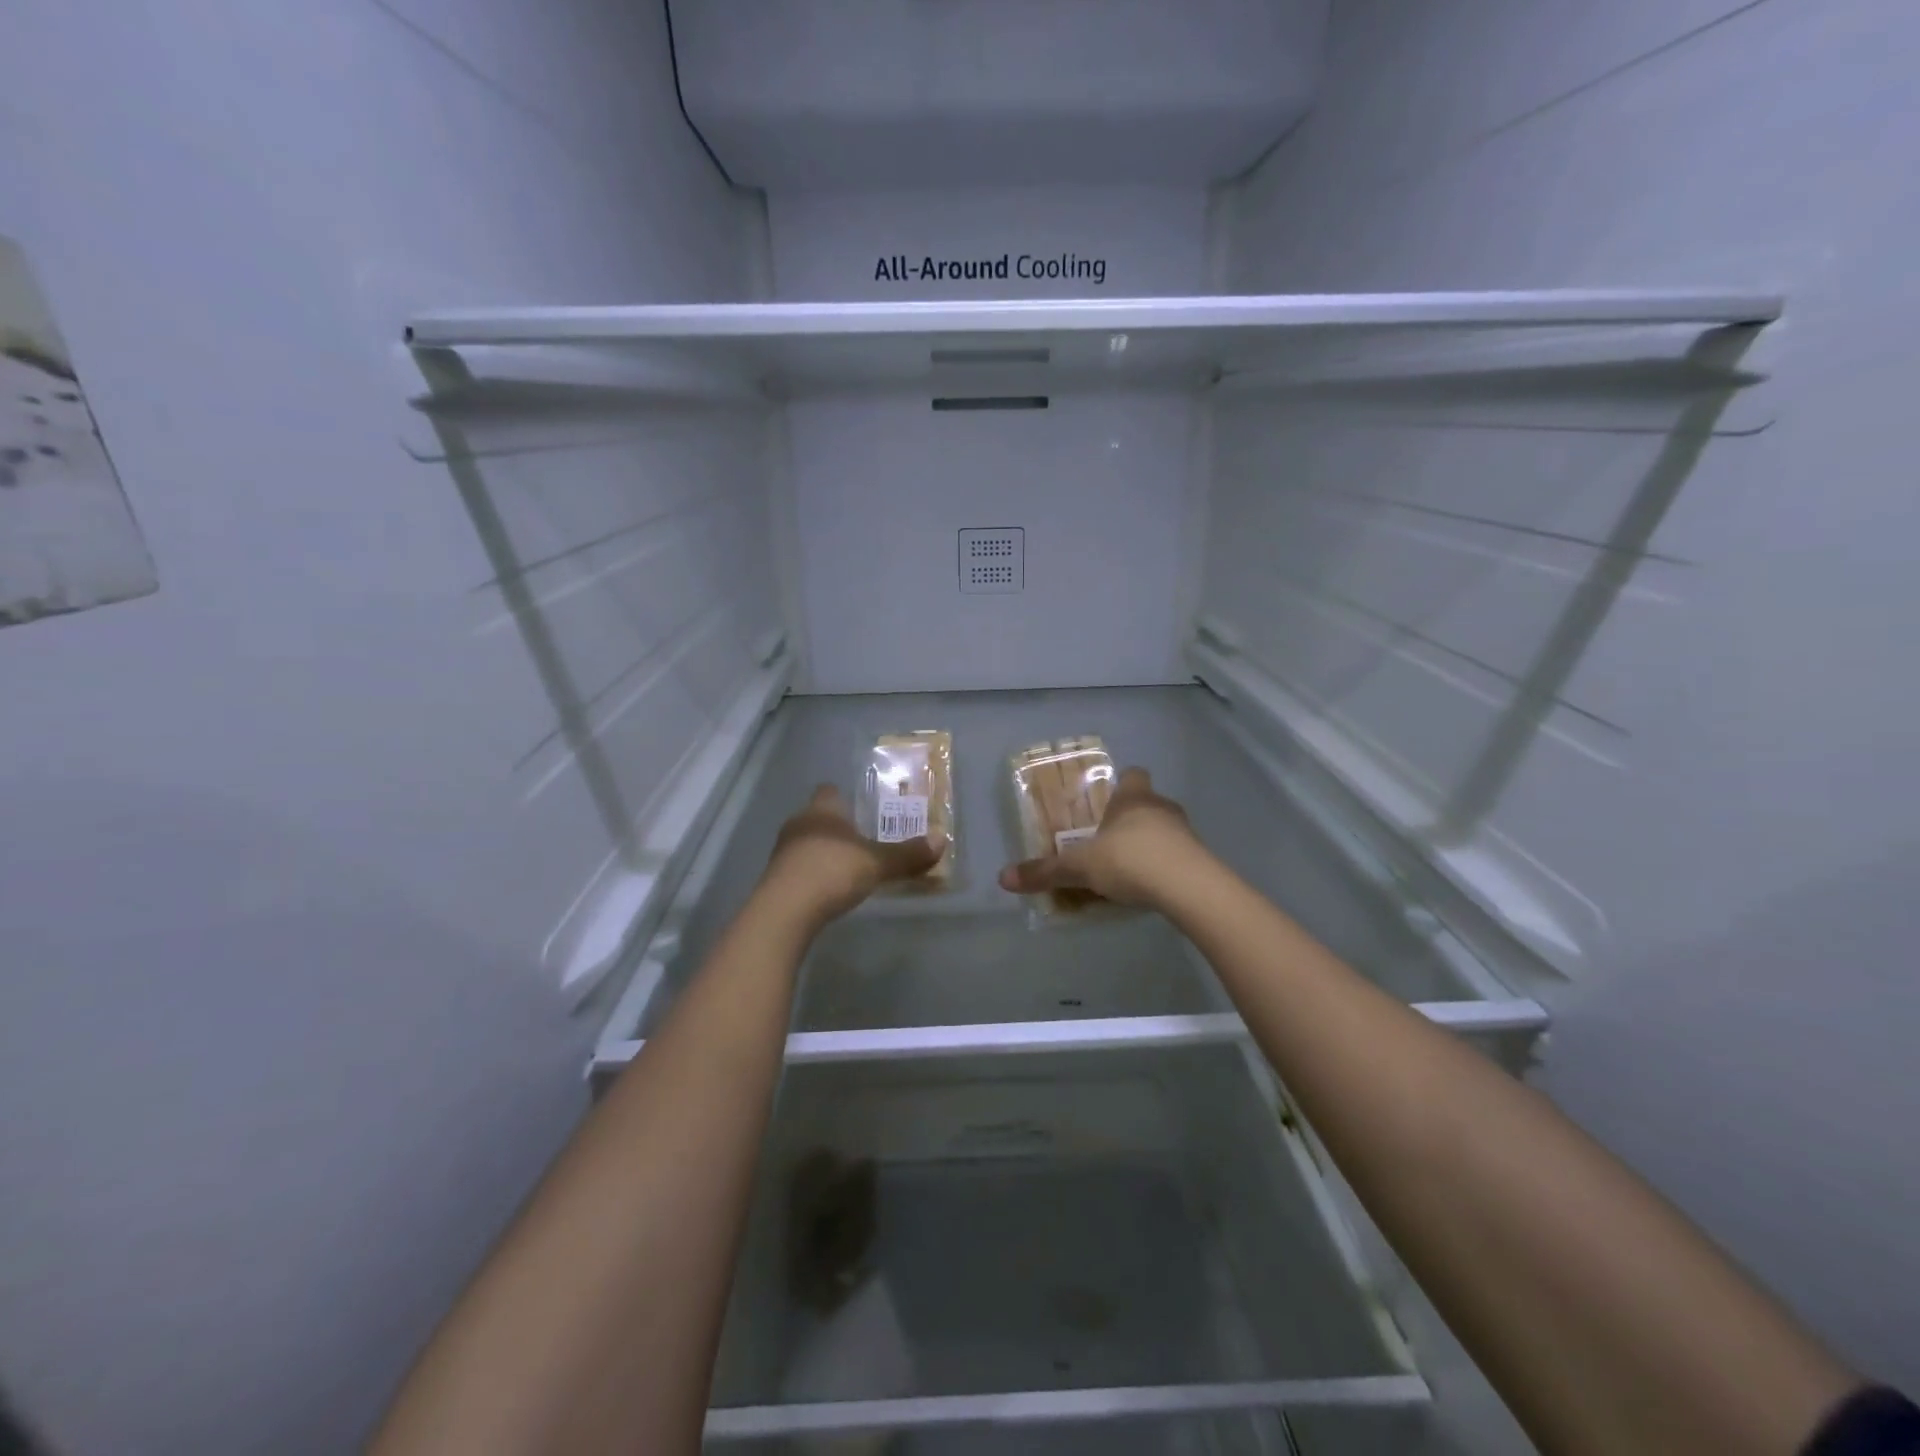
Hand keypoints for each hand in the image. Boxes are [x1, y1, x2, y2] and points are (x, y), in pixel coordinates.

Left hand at [761, 785, 947, 925]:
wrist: (784, 911)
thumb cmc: (832, 871)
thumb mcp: (877, 863)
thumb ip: (907, 854)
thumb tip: (941, 840)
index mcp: (822, 810)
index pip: (830, 791)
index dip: (846, 798)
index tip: (864, 810)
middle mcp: (799, 823)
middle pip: (819, 817)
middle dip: (839, 827)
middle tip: (864, 839)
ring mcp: (783, 851)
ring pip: (808, 842)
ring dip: (825, 852)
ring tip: (849, 867)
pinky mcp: (776, 878)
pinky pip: (799, 867)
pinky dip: (814, 874)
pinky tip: (829, 889)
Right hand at [997, 767, 1206, 909]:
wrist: (1188, 887)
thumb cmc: (1129, 860)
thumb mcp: (1081, 867)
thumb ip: (1046, 872)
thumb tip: (1003, 878)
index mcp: (1133, 798)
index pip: (1133, 775)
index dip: (1122, 785)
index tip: (1108, 802)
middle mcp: (1161, 807)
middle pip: (1148, 803)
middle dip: (1131, 818)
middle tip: (1110, 839)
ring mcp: (1185, 832)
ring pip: (1165, 829)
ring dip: (1150, 842)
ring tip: (1130, 867)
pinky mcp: (1200, 859)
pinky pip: (1178, 856)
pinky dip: (1165, 866)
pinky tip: (1152, 886)